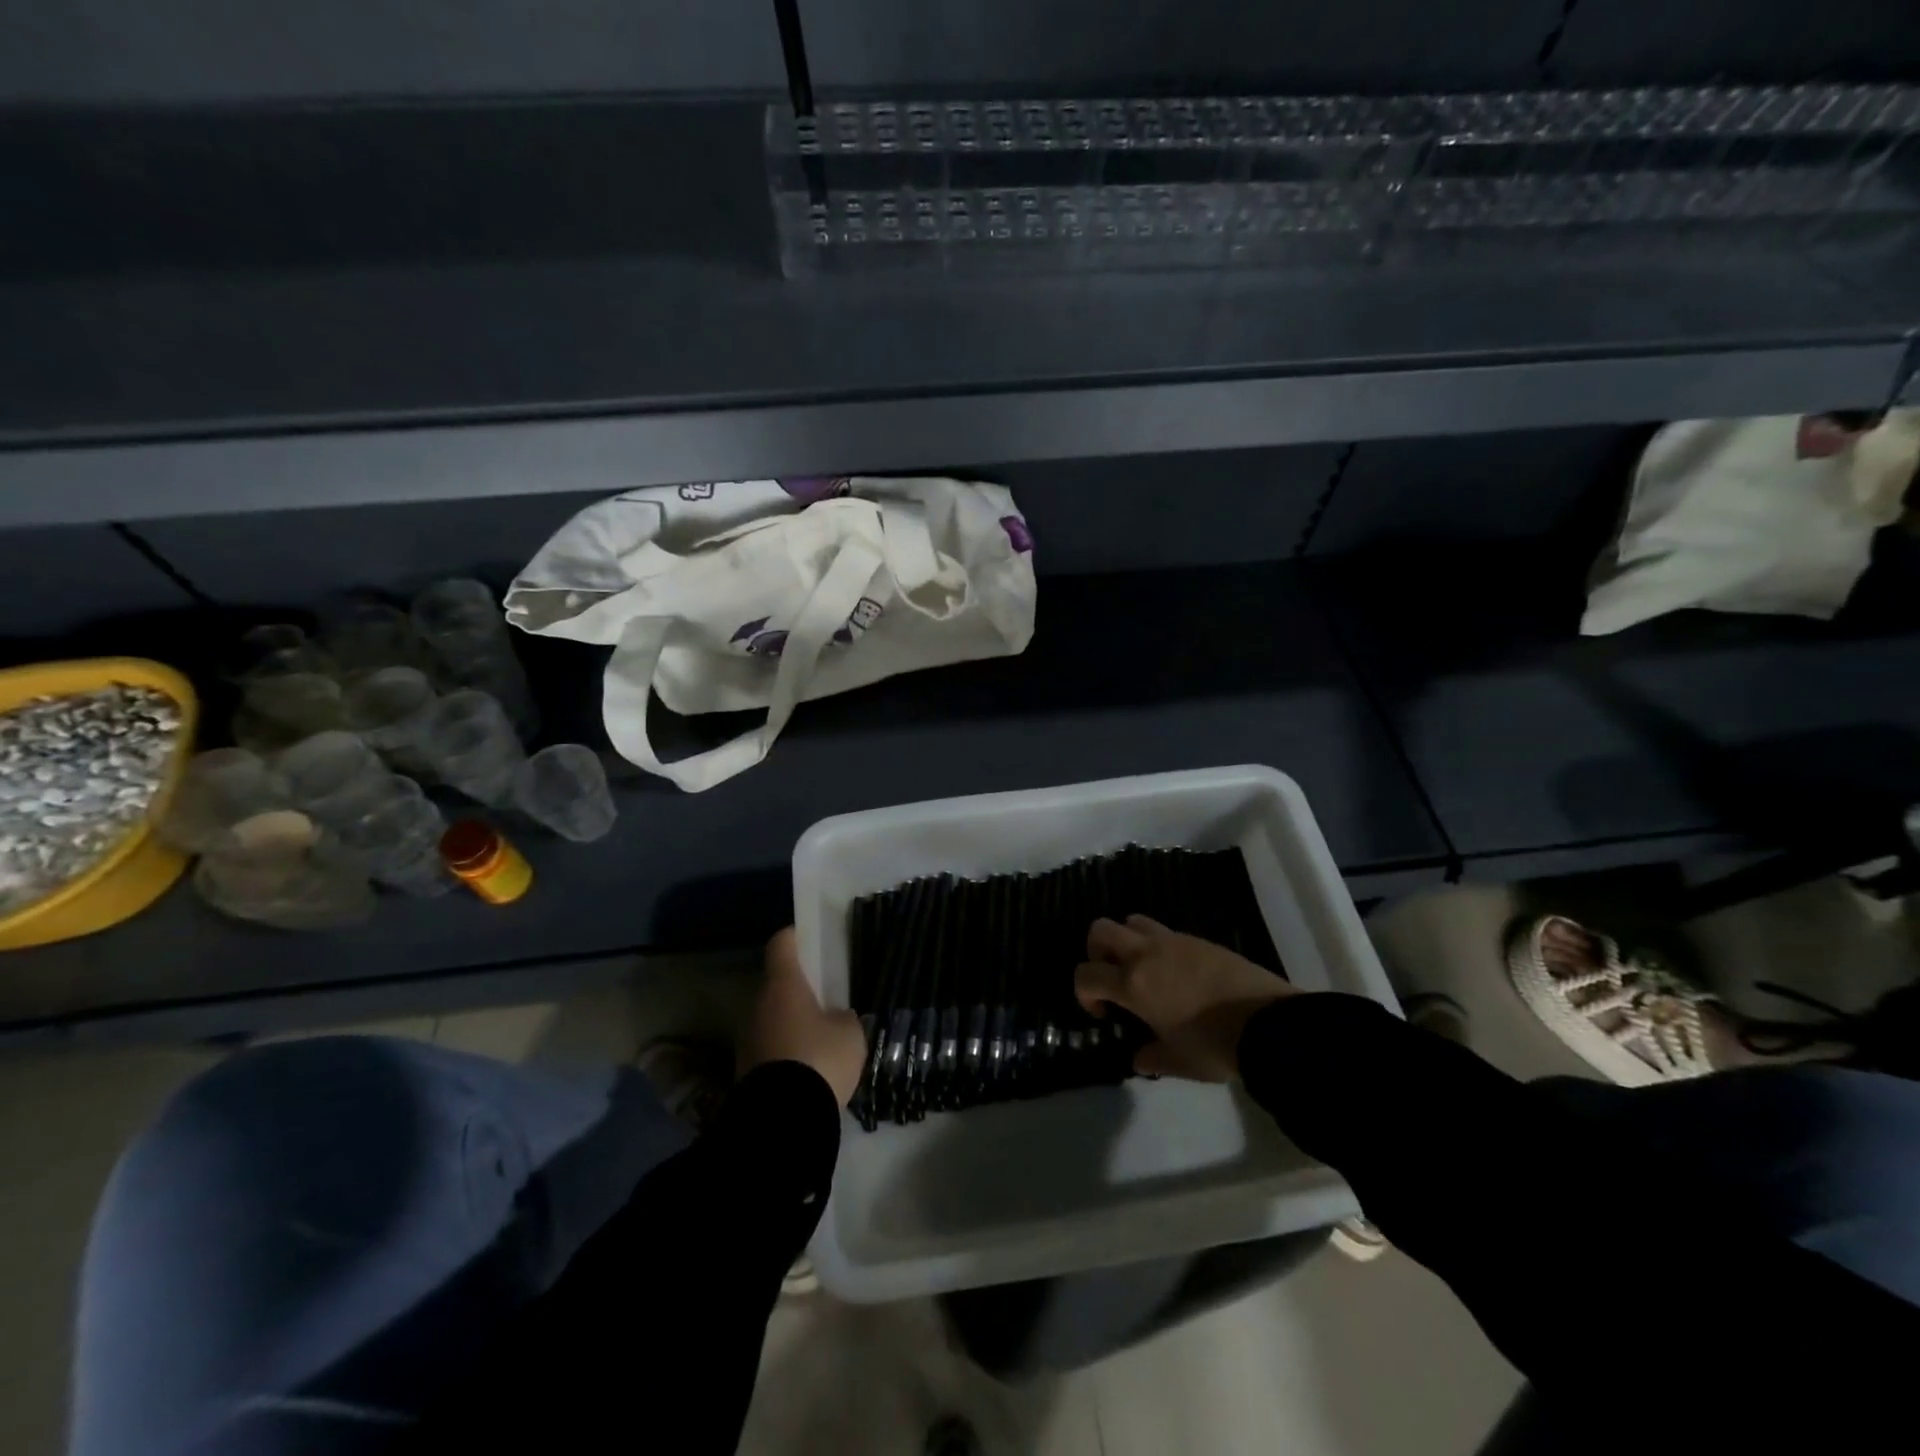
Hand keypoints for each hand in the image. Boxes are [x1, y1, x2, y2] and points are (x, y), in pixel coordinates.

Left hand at [741, 927, 866, 1105]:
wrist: (781, 1121)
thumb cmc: (819, 1059)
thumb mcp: (850, 1033)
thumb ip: (844, 1017)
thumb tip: (835, 1018)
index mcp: (783, 984)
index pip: (782, 944)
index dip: (796, 937)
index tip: (810, 939)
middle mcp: (757, 1004)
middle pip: (776, 983)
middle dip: (798, 987)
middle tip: (825, 996)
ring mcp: (747, 1037)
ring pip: (771, 1016)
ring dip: (790, 1021)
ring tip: (819, 1036)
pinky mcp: (744, 1069)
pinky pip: (768, 1046)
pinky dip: (785, 1048)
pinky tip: (807, 1065)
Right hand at [1074, 916, 1296, 1081]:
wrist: (1268, 1025)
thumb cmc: (1215, 1046)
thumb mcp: (1179, 1062)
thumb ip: (1152, 1058)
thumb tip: (1139, 1058)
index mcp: (1133, 984)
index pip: (1086, 974)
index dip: (1084, 993)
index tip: (1103, 1013)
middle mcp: (1146, 954)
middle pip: (1101, 929)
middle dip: (1097, 952)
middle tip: (1112, 978)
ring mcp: (1174, 941)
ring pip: (1133, 921)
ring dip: (1128, 941)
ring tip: (1144, 971)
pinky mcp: (1199, 939)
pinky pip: (1166, 932)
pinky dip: (1159, 947)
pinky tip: (1177, 975)